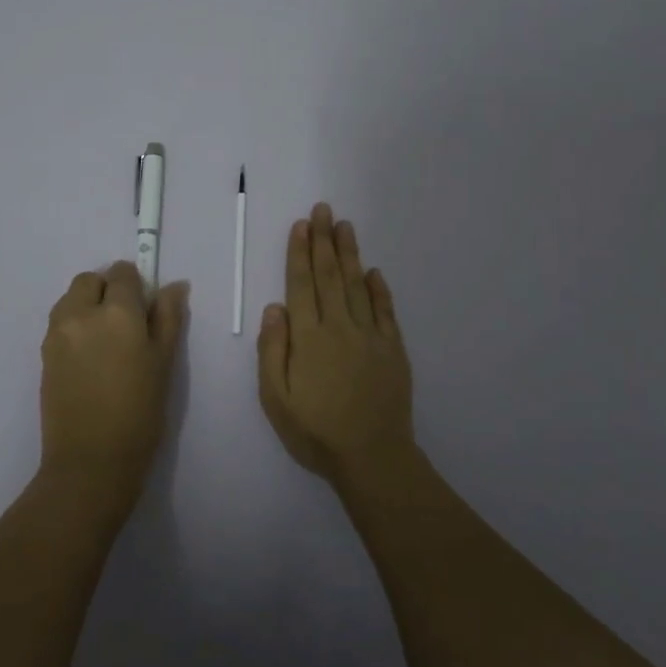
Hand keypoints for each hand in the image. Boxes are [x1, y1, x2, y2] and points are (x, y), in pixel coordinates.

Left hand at [39, 261, 188, 517]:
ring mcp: (57, 333)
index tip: (145, 308)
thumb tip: (175, 285)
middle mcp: (81, 313)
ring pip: (71, 298)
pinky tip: (90, 358)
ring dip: (87, 305)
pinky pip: (60, 323)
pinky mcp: (44, 353)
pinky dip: (74, 325)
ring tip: (106, 341)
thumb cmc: (139, 413)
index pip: (123, 274)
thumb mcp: (164, 363)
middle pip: (90, 280)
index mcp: (117, 312)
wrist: (90, 461)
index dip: (136, 285)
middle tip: (126, 323)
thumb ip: (168, 317)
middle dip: (107, 289)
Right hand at [258, 203, 413, 486]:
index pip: (301, 284)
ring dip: (350, 254)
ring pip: (357, 285)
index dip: (300, 252)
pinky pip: (385, 311)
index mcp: (309, 337)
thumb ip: (272, 350)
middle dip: (324, 240)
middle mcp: (340, 326)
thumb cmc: (315, 431)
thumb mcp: (276, 398)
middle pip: (329, 275)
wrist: (373, 457)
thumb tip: (274, 307)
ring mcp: (370, 336)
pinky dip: (379, 288)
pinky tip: (373, 272)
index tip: (302, 225)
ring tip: (346, 226)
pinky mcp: (393, 349)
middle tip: (324, 209)